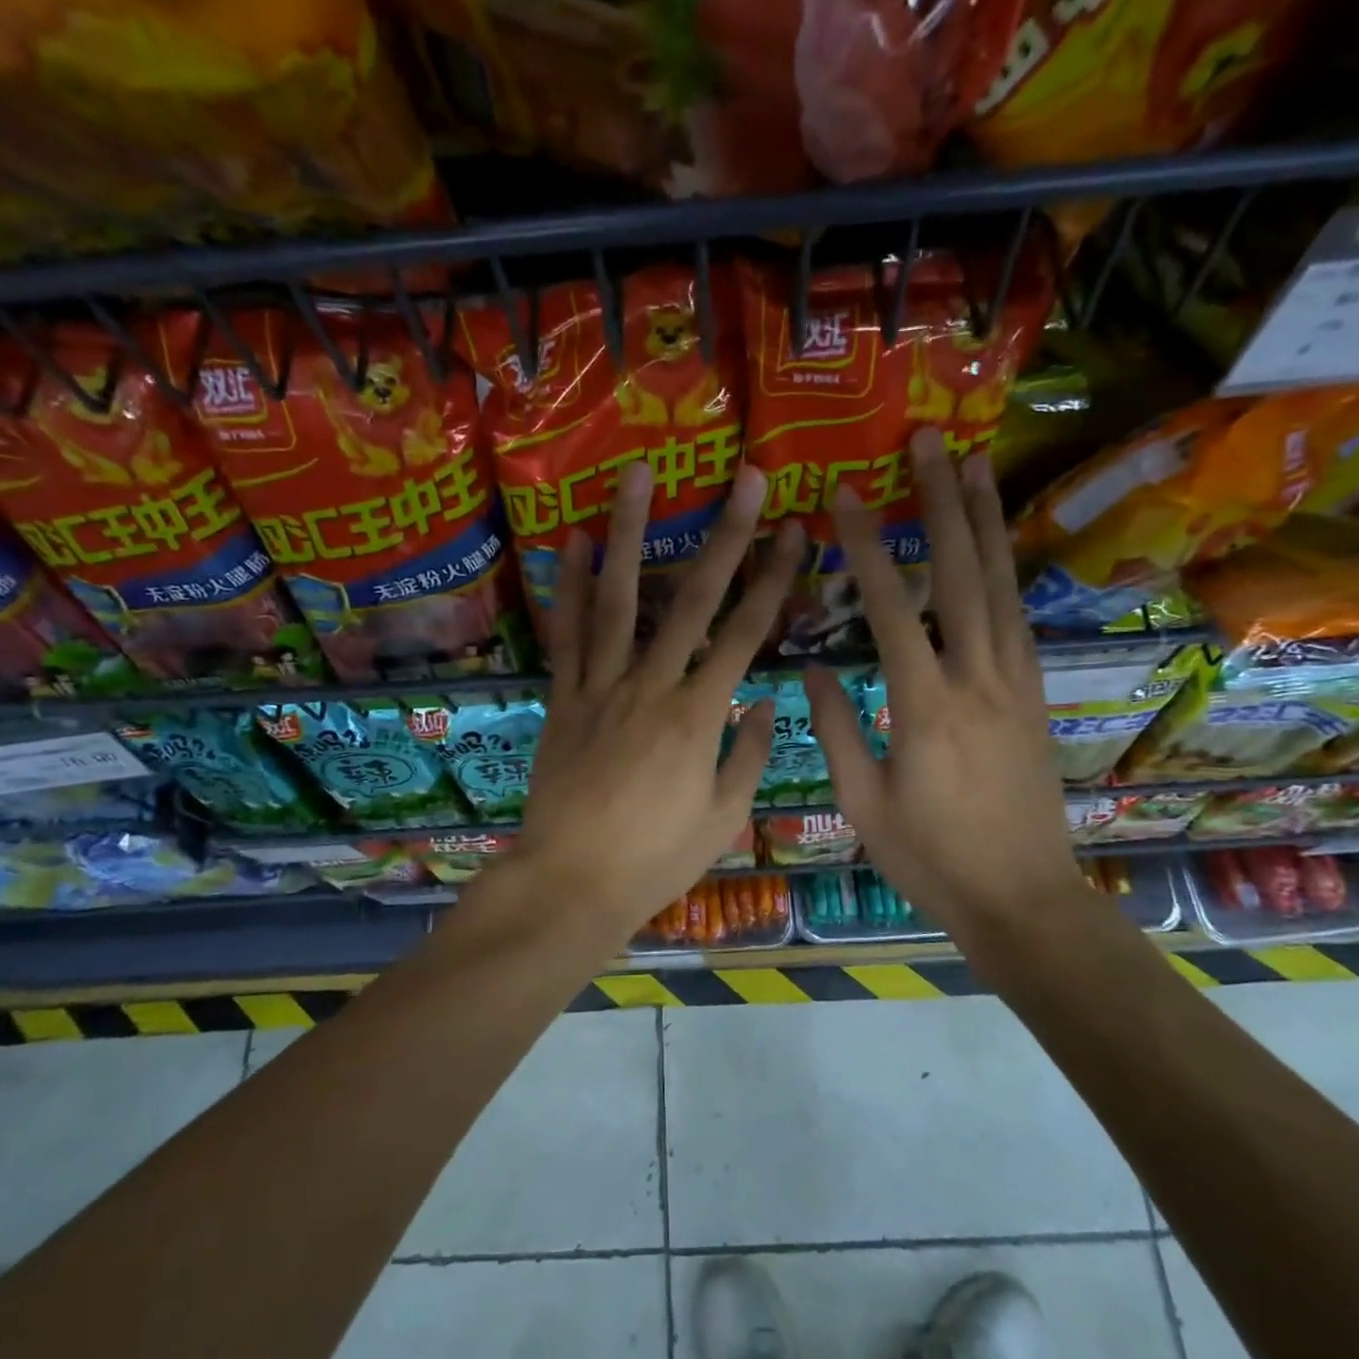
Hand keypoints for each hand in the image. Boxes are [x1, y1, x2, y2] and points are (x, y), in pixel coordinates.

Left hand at [512, 460, 803, 941]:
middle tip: (744, 478)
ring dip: (630, 534)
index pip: (745, 634)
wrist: (572, 882)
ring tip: (638, 476)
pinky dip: (571, 587)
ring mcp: (601, 687)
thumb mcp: (722, 817)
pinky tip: (574, 543)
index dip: (774, 579)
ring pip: (619, 600)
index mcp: (699, 716)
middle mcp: (651, 686)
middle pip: (692, 600)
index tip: (793, 530)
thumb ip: (749, 754)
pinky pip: (568, 635)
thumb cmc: (656, 859)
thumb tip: (767, 701)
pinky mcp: (564, 698)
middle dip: (724, 535)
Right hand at [804, 429, 1087, 942]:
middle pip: (961, 575)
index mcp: (925, 707)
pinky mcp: (1035, 695)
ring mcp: (1015, 683)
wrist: (1023, 899)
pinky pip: (1019, 618)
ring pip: (1001, 587)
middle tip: (930, 443)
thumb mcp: (863, 805)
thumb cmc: (931, 858)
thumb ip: (838, 730)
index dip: (865, 549)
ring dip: (984, 522)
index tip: (844, 498)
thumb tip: (810, 669)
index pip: (891, 610)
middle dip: (941, 504)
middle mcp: (977, 680)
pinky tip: (996, 543)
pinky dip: (1007, 570)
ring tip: (973, 465)